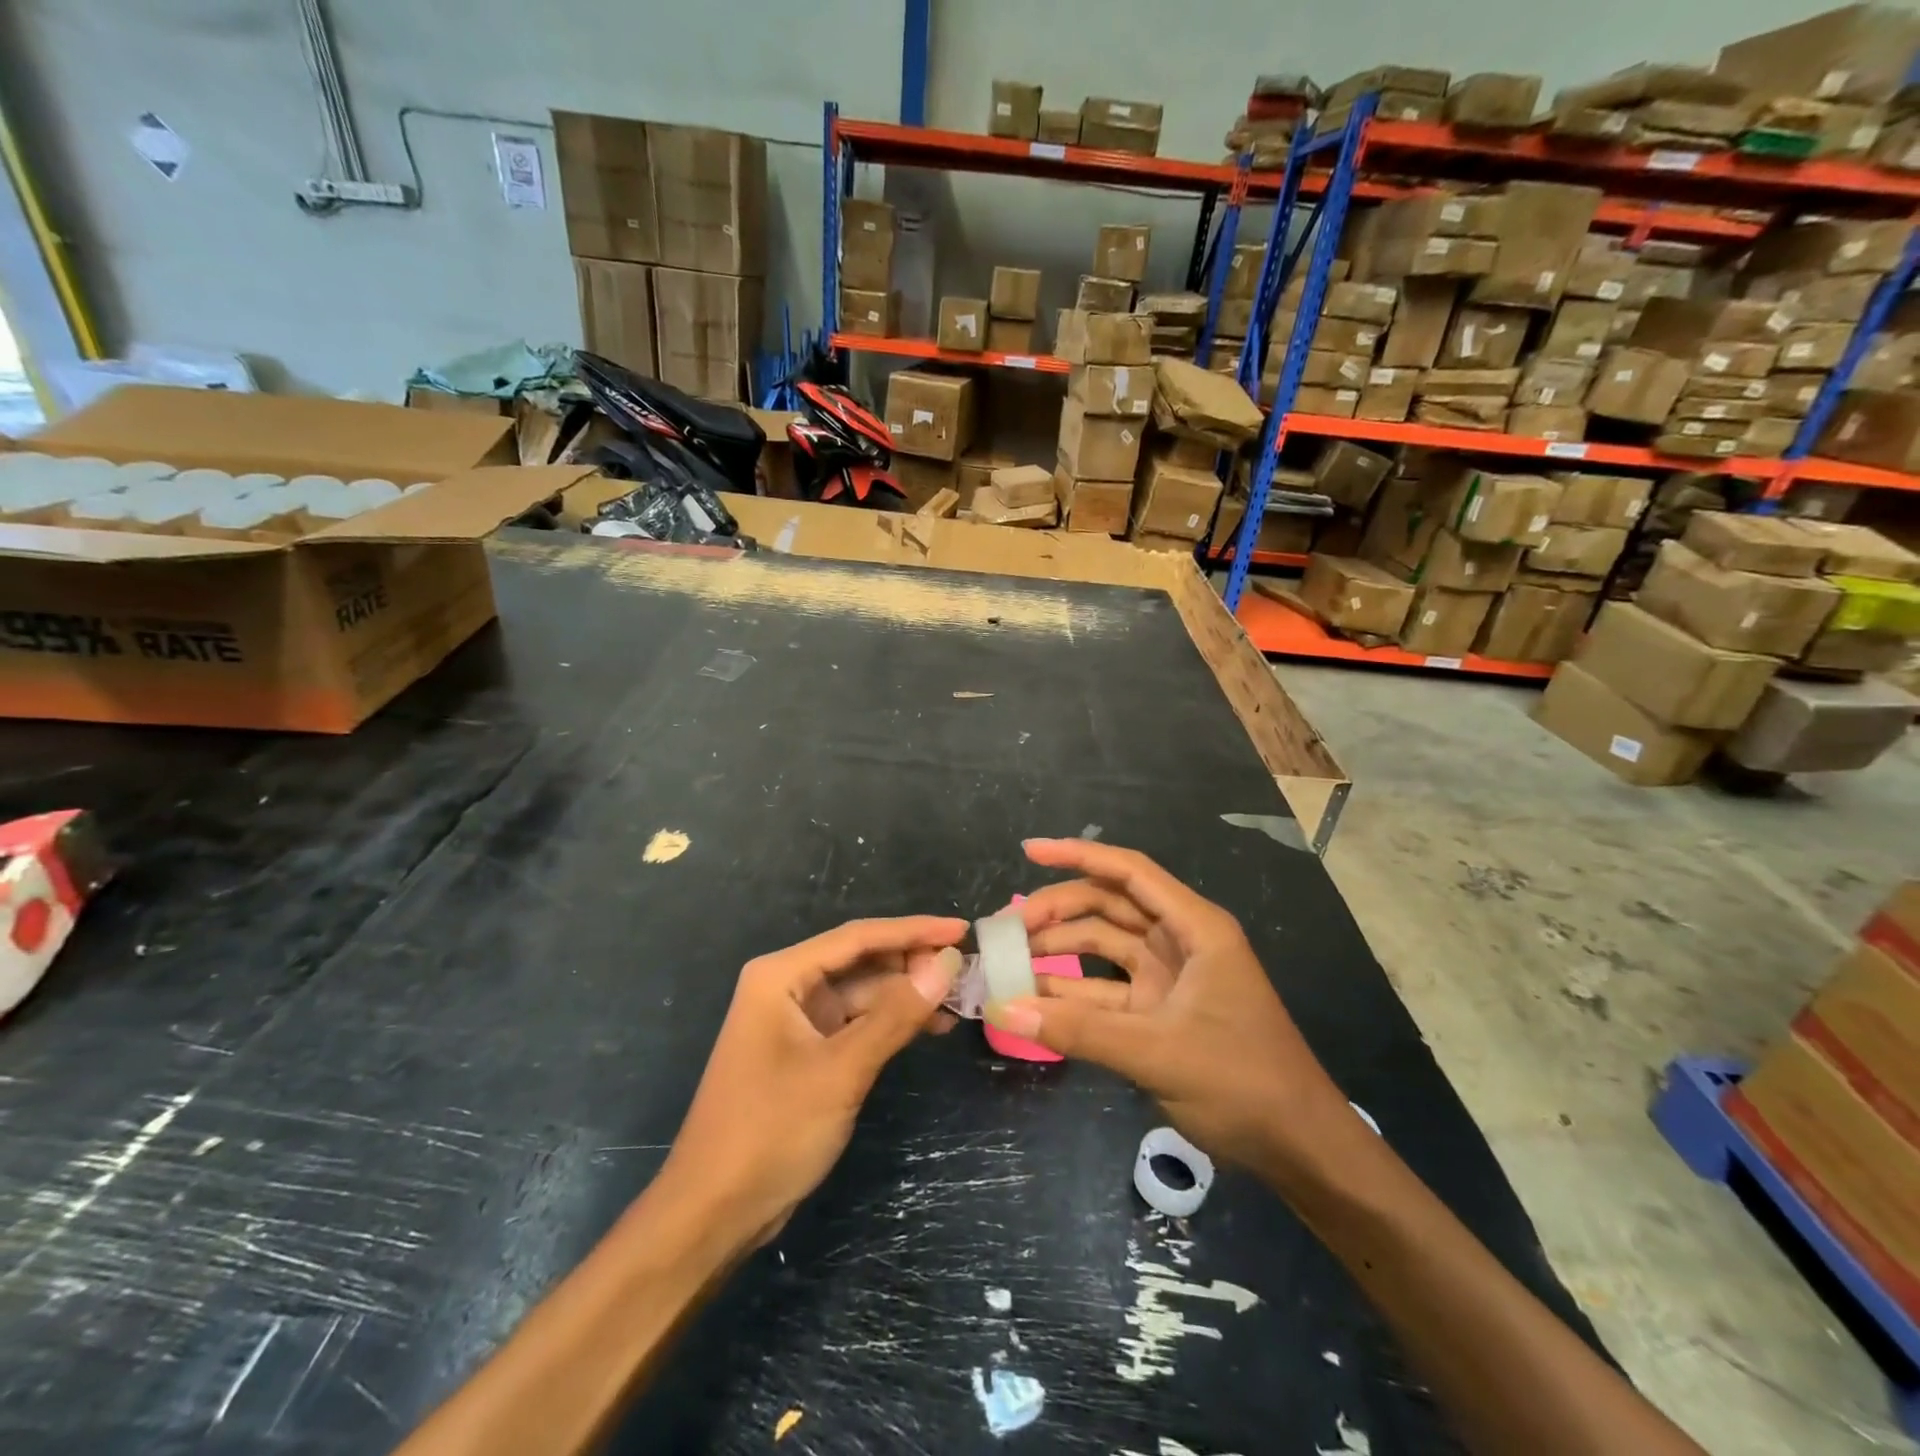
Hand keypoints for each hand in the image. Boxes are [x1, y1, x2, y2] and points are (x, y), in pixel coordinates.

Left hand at [656, 917, 965, 1247]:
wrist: (712, 1213)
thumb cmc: (770, 1131)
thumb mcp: (841, 1071)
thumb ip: (895, 1016)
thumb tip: (946, 966)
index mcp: (781, 975)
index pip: (858, 937)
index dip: (913, 930)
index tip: (960, 930)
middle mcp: (787, 987)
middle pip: (861, 960)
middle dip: (912, 963)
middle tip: (966, 970)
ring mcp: (796, 1020)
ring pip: (863, 993)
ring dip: (906, 995)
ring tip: (958, 1000)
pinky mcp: (806, 1052)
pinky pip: (856, 1023)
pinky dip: (891, 1023)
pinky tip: (929, 1027)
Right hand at [989, 839, 1353, 1173]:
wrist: (1299, 1147)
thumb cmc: (1242, 1082)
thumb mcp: (1157, 1052)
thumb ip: (1078, 1030)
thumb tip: (1004, 1008)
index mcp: (1195, 928)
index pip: (1130, 873)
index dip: (1078, 855)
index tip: (1029, 850)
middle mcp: (1180, 942)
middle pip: (1109, 907)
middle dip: (1058, 911)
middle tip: (1007, 929)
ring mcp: (1169, 978)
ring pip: (1103, 948)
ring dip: (1060, 952)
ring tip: (1009, 963)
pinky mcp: (1160, 1012)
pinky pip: (1106, 990)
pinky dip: (1073, 993)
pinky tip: (1035, 999)